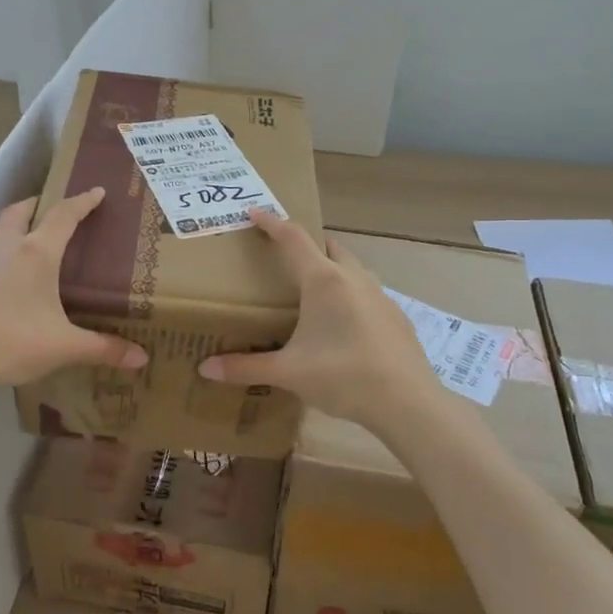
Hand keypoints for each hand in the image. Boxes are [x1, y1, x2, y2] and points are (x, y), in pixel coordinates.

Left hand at [0, 188, 146, 400]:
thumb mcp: (63, 348)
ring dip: (12, 232)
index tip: (96, 192)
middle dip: (38, 204)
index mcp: (36, 254)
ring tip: (25, 250)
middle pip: (20, 211)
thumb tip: (142, 359)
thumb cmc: (10, 344)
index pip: (64, 216)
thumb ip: (103, 349)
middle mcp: (3, 248)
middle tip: (52, 209)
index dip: (82, 202)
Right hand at [198, 211, 443, 434]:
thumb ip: (245, 368)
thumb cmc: (342, 377)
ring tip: (312, 291)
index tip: (255, 212)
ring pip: (351, 268)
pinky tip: (343, 325)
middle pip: (327, 246)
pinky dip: (350, 295)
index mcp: (323, 281)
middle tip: (284, 258)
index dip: (272, 223)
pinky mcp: (395, 316)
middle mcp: (353, 277)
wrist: (407, 401)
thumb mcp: (289, 372)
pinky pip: (367, 293)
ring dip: (331, 269)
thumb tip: (205, 369)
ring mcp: (379, 295)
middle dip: (306, 245)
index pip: (293, 238)